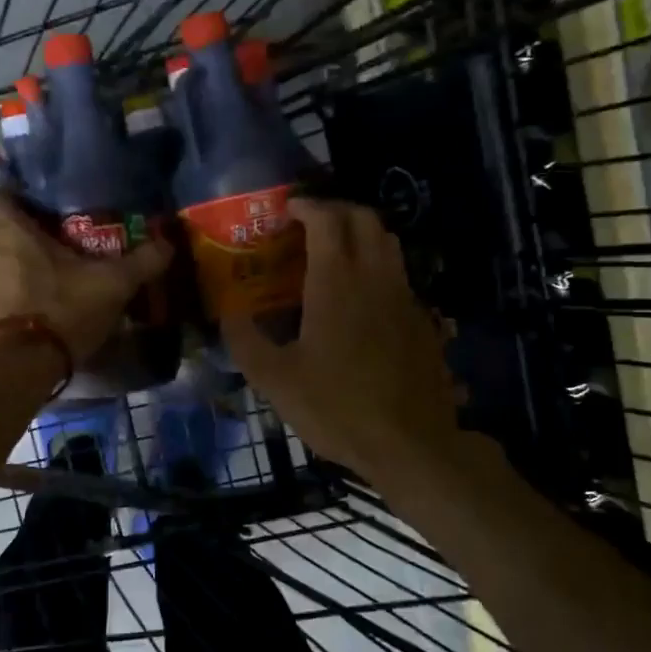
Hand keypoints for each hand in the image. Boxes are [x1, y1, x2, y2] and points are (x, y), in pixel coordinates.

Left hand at [0, 192, 172, 365]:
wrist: (16, 367)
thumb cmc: (60, 310)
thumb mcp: (111, 285)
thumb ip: (141, 262)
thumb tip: (168, 243)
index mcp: (8, 231)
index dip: (13, 200)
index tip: (35, 211)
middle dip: (3, 232)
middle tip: (35, 244)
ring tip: (29, 278)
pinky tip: (18, 308)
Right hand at [223, 198, 459, 476]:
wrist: (410, 445)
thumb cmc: (337, 408)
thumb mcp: (275, 380)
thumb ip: (245, 341)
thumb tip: (228, 314)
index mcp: (337, 282)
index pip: (328, 219)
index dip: (307, 206)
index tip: (287, 209)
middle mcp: (376, 278)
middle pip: (365, 219)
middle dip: (337, 211)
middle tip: (310, 225)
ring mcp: (405, 298)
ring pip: (389, 243)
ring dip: (362, 234)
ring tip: (335, 254)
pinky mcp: (422, 322)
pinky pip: (399, 275)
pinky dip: (378, 267)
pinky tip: (361, 299)